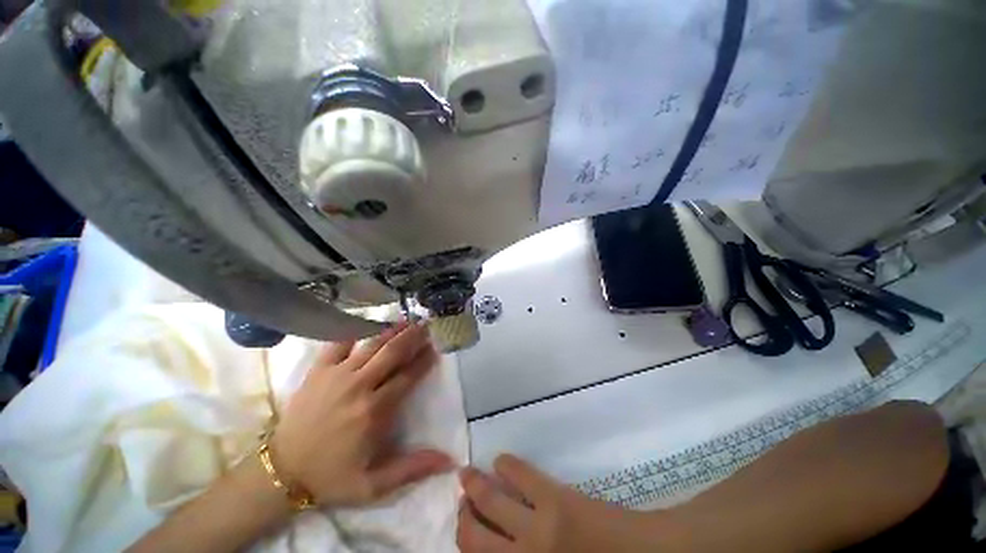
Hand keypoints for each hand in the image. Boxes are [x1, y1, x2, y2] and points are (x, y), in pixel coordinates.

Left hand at [270, 322, 452, 507]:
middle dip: (412, 338)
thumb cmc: (332, 476)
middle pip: (393, 354)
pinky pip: (339, 343)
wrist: (282, 471)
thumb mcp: (374, 484)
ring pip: (372, 345)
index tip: (434, 350)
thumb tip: (450, 460)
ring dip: (392, 331)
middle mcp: (359, 386)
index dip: (423, 361)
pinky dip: (355, 331)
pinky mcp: (318, 371)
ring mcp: (337, 375)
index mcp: (375, 411)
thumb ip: (413, 468)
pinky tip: (368, 324)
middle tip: (426, 326)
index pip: (407, 376)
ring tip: (407, 320)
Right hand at [458, 455, 673, 552]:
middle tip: (460, 504)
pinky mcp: (555, 498)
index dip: (465, 547)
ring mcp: (538, 528)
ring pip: (490, 502)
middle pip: (472, 539)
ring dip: (474, 488)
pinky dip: (505, 466)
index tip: (463, 533)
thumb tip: (503, 547)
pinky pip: (520, 476)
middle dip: (462, 520)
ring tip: (467, 476)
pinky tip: (501, 462)